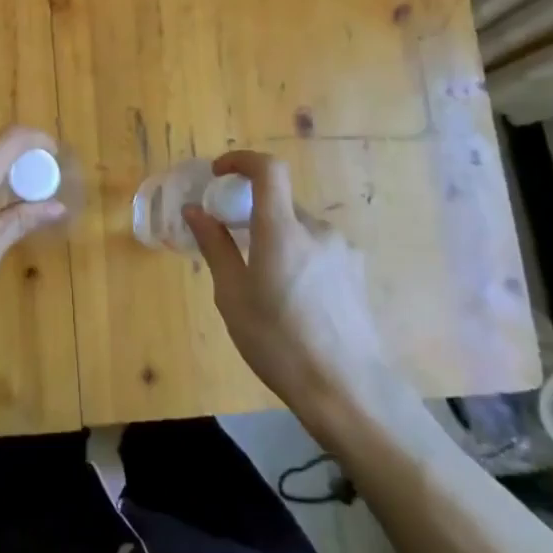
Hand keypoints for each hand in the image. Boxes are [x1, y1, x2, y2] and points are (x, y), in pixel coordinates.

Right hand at [183, 150, 391, 420]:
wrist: (349, 392)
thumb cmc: (278, 343)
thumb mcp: (233, 296)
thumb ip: (215, 246)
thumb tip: (196, 211)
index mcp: (283, 230)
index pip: (268, 170)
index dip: (241, 160)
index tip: (219, 175)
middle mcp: (318, 230)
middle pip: (280, 204)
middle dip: (253, 215)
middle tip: (233, 248)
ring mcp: (343, 252)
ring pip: (299, 230)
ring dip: (277, 240)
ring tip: (264, 287)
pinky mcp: (357, 274)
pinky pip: (318, 250)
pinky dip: (298, 257)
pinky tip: (294, 302)